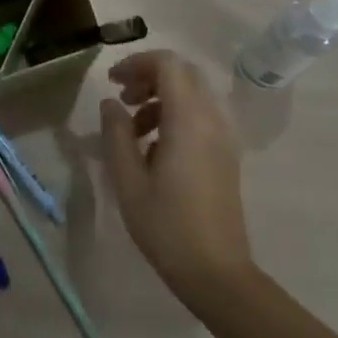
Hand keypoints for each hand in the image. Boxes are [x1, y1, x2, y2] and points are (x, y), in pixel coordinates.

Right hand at [99, 50, 252, 303]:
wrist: (217, 274)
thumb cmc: (167, 226)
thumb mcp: (128, 179)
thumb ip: (116, 133)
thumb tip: (111, 103)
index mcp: (188, 120)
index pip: (168, 64)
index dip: (137, 63)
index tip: (113, 83)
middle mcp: (212, 120)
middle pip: (183, 73)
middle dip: (149, 76)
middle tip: (123, 99)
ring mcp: (224, 138)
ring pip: (193, 93)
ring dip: (161, 97)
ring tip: (133, 128)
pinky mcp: (227, 155)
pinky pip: (201, 115)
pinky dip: (175, 115)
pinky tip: (154, 148)